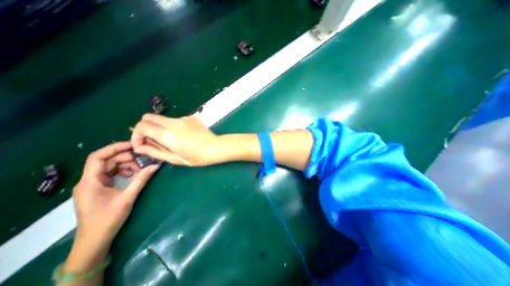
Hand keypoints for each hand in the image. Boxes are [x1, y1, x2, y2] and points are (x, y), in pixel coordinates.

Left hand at [72, 142, 158, 250]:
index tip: (133, 145)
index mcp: (90, 181)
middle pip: (106, 161)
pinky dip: (123, 171)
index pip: (97, 157)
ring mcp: (93, 185)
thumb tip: (155, 166)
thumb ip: (141, 179)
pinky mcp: (98, 188)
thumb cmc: (108, 219)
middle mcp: (88, 180)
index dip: (114, 148)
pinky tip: (133, 175)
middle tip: (142, 159)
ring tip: (140, 168)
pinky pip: (111, 174)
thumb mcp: (128, 197)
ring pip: (109, 167)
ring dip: (125, 164)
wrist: (95, 240)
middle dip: (125, 158)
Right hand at [130, 114, 220, 165]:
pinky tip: (184, 135)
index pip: (141, 126)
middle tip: (151, 139)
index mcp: (167, 134)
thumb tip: (138, 147)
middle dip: (145, 127)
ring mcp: (183, 118)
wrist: (215, 147)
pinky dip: (173, 126)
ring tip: (170, 139)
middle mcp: (173, 122)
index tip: (142, 144)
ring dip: (160, 127)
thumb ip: (154, 151)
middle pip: (149, 117)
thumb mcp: (174, 158)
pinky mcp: (191, 117)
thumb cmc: (196, 157)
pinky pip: (176, 120)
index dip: (136, 135)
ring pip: (163, 118)